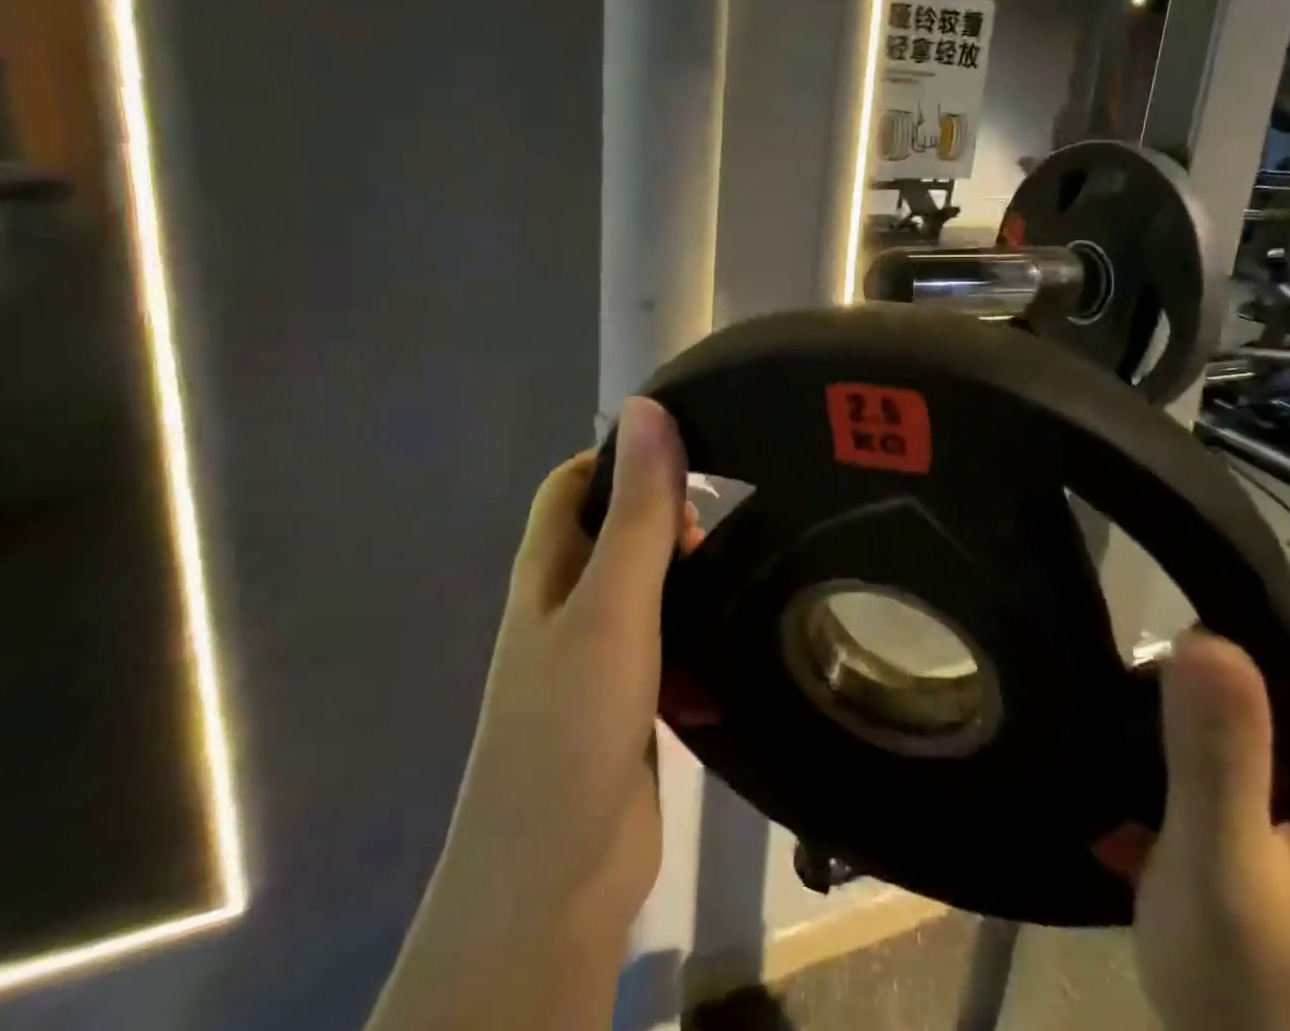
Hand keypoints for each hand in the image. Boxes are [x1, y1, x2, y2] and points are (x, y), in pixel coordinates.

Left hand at [368, 399, 698, 1030]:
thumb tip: (646, 409)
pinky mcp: (631, 697)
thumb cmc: (573, 722)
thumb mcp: (612, 604)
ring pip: (646, 584)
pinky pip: (667, 638)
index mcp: (547, 569)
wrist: (556, 879)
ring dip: (686, 568)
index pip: (575, 482)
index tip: (688, 455)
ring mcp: (598, 654)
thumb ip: (635, 510)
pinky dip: (696, 623)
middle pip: (614, 528)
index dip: (622, 457)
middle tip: (721, 521)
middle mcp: (566, 603)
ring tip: (742, 563)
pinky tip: (737, 625)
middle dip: (665, 512)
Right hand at [1136, 632, 1289, 1030]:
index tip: (1155, 683)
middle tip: (1134, 735)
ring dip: (1184, 739)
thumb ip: (1218, 751)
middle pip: (1270, 691)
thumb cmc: (1246, 984)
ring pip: (1252, 727)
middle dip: (1193, 701)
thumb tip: (1206, 632)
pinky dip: (1195, 775)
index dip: (1220, 652)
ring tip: (1129, 768)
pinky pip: (1246, 768)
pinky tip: (1148, 804)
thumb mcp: (1221, 860)